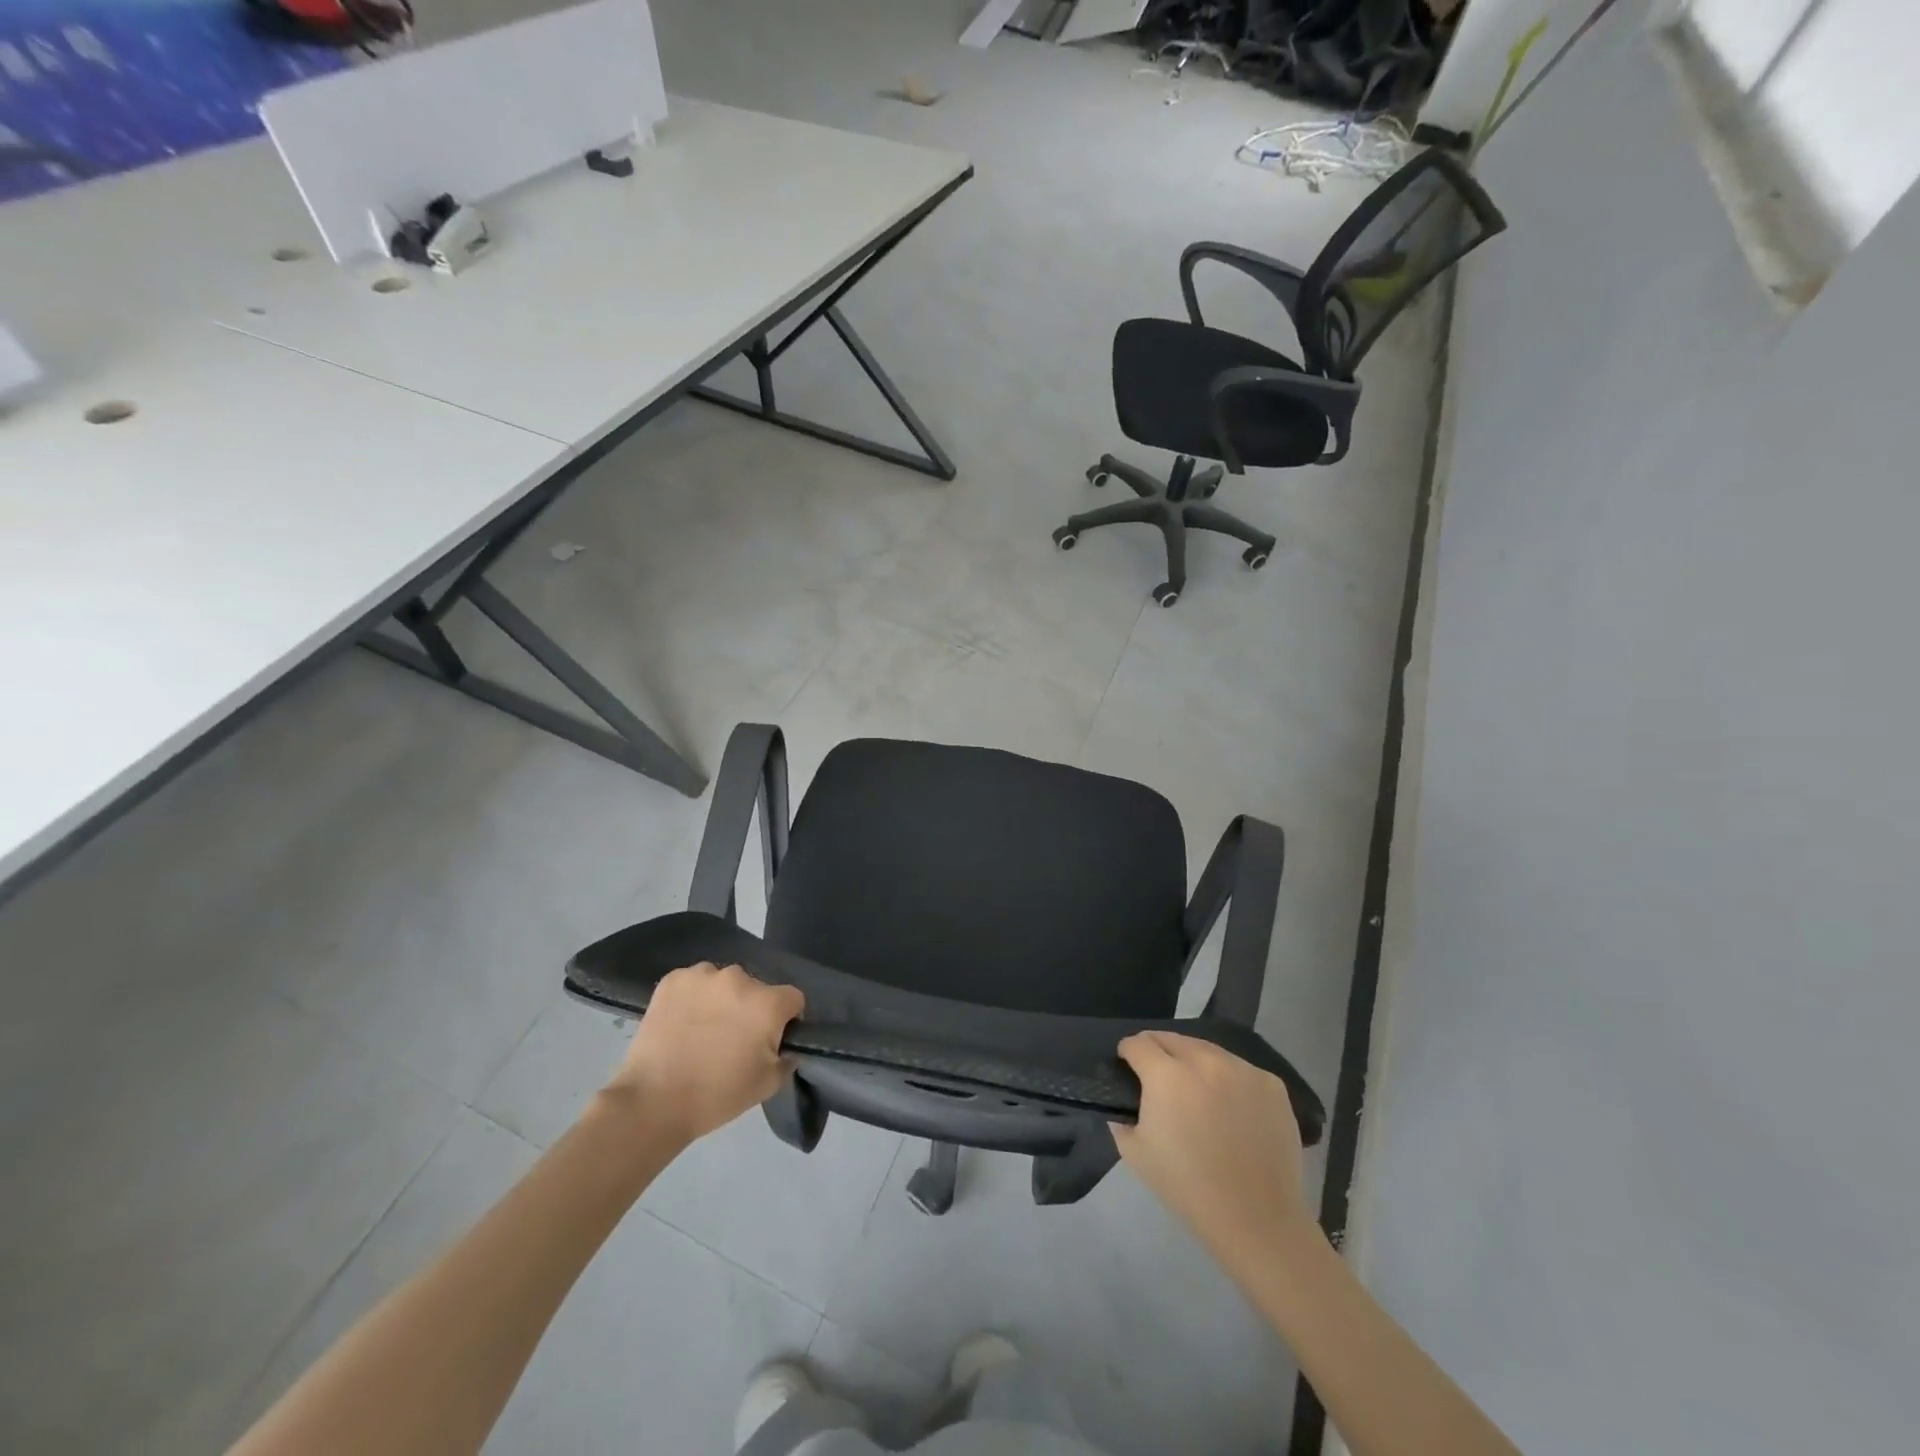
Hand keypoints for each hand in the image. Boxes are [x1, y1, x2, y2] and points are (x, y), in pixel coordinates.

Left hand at [603, 963, 803, 1144]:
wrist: (652, 1102)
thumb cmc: (717, 1096)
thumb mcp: (767, 1085)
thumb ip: (787, 1058)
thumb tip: (788, 1046)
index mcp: (767, 1003)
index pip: (792, 999)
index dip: (786, 1019)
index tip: (771, 1040)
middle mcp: (739, 978)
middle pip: (756, 989)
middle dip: (751, 1009)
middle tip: (733, 1039)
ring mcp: (703, 975)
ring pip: (723, 983)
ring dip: (721, 999)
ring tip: (703, 1030)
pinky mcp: (673, 979)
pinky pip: (694, 982)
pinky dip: (693, 997)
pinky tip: (682, 1022)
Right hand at [1113, 1031, 1313, 1263]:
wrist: (1257, 1220)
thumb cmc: (1189, 1188)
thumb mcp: (1136, 1154)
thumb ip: (1121, 1119)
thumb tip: (1122, 1102)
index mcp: (1166, 1075)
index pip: (1137, 1044)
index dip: (1127, 1053)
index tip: (1128, 1066)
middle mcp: (1204, 1061)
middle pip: (1171, 1038)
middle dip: (1158, 1052)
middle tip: (1159, 1078)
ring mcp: (1242, 1069)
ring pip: (1207, 1050)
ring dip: (1194, 1061)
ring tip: (1197, 1090)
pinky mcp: (1271, 1083)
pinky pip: (1240, 1069)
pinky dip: (1228, 1079)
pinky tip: (1230, 1107)